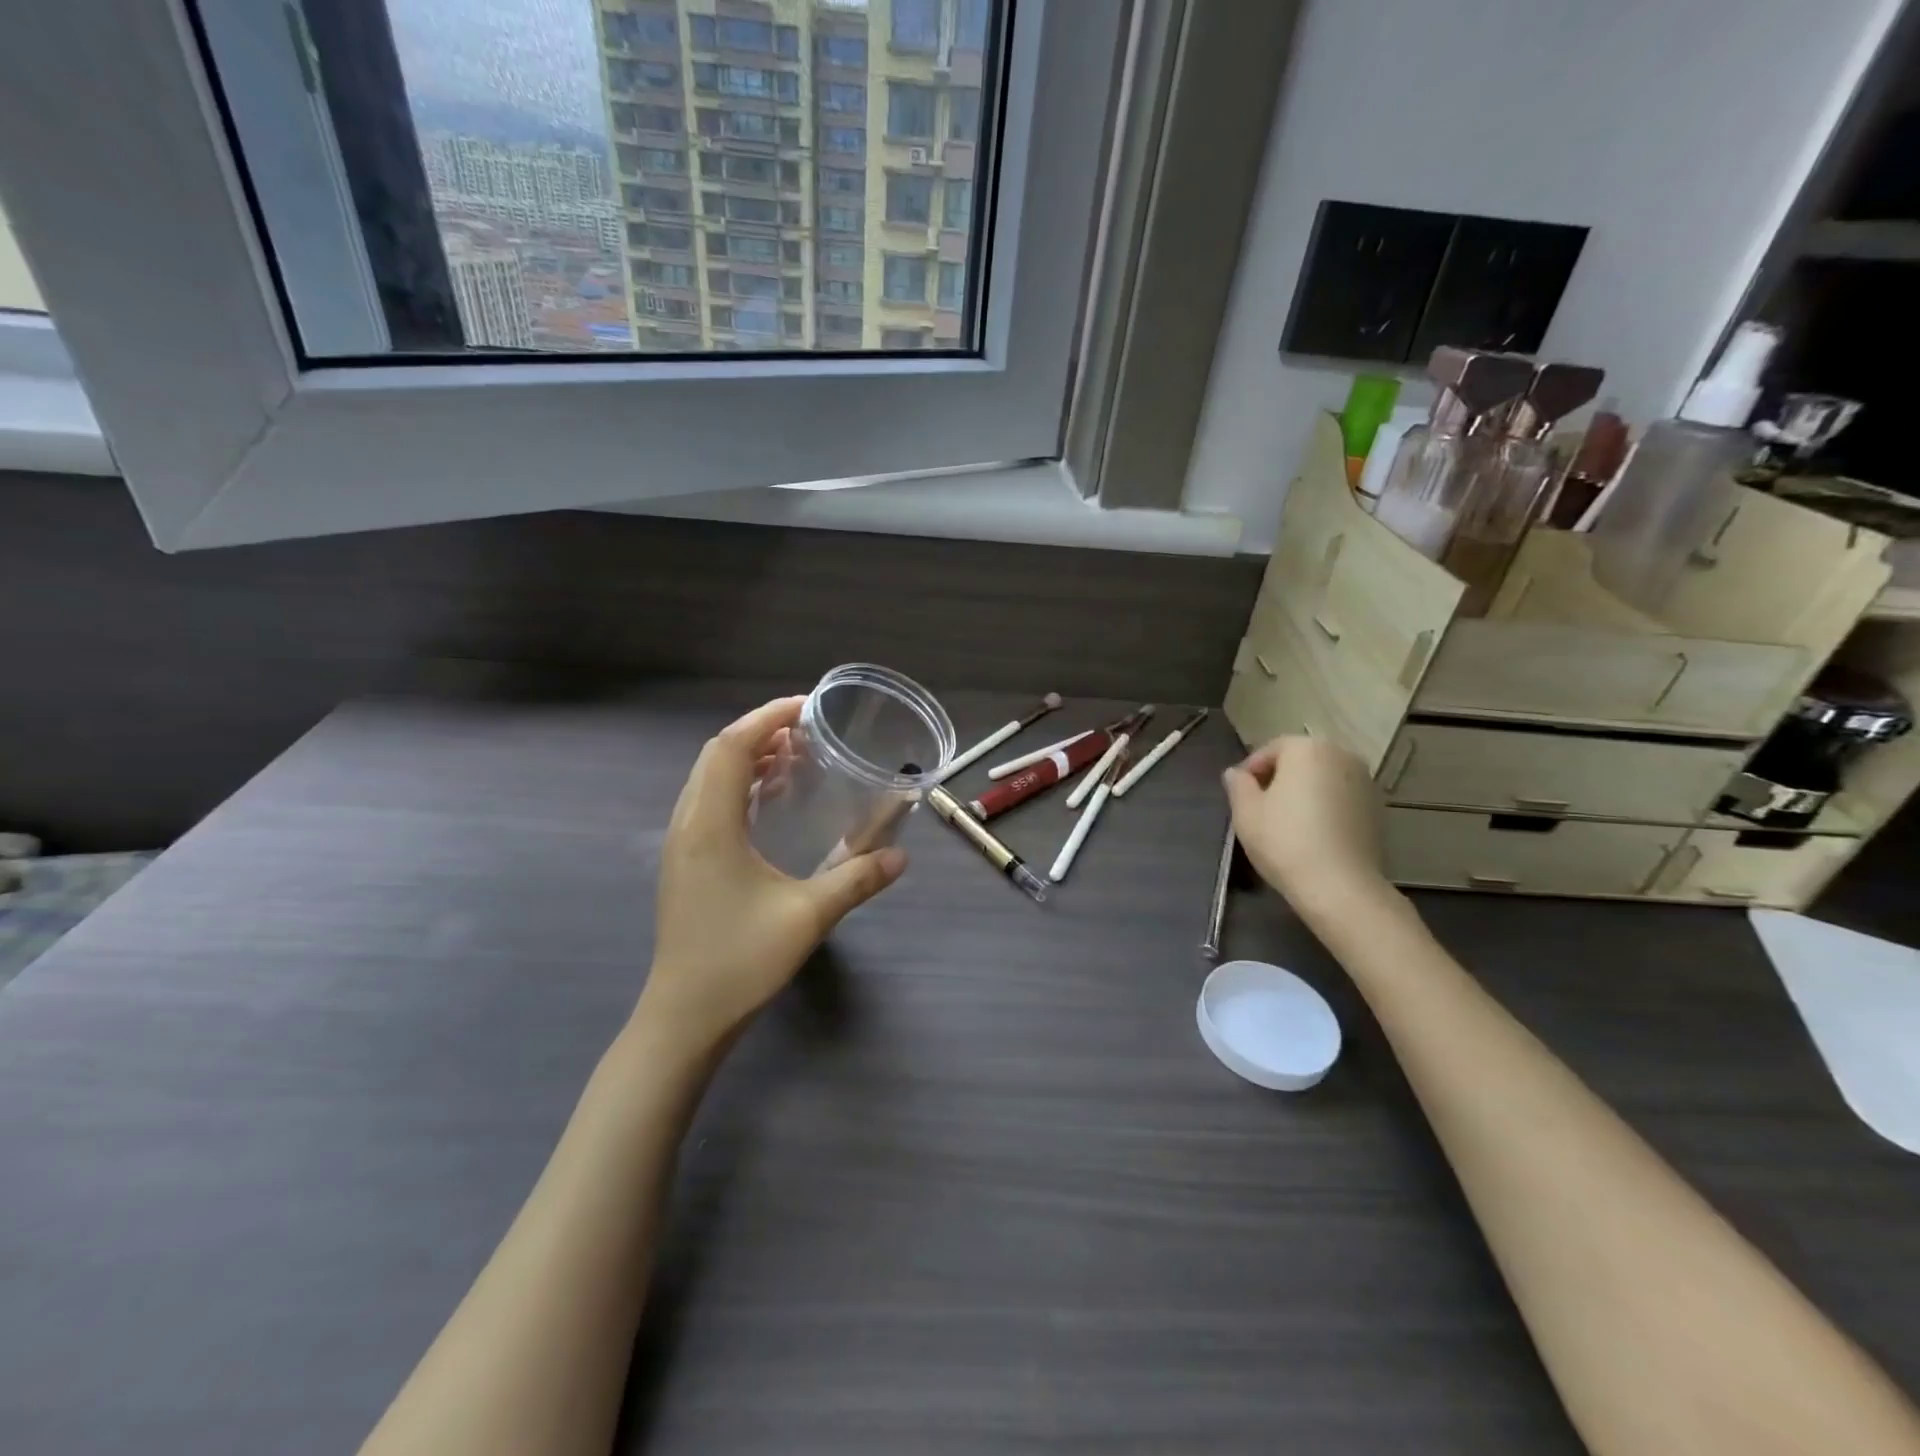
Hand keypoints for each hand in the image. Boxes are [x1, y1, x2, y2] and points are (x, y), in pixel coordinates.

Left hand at [639, 697, 906, 1051]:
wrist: (684, 1017)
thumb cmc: (740, 961)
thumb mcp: (807, 917)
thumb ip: (856, 880)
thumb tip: (901, 857)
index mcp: (711, 826)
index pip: (732, 748)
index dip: (768, 718)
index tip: (808, 708)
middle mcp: (688, 824)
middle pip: (717, 755)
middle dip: (761, 732)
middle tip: (808, 730)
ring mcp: (682, 844)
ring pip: (709, 778)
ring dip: (748, 757)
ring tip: (794, 756)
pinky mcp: (685, 863)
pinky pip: (709, 802)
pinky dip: (739, 785)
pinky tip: (769, 801)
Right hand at [1222, 736, 1386, 914]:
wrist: (1340, 886)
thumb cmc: (1284, 841)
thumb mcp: (1246, 812)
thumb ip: (1238, 785)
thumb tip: (1236, 773)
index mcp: (1307, 748)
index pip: (1272, 749)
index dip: (1251, 770)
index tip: (1240, 794)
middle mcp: (1341, 755)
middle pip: (1301, 760)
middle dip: (1279, 778)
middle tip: (1260, 807)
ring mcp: (1365, 781)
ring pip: (1323, 778)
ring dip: (1304, 792)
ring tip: (1287, 821)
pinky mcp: (1377, 808)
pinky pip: (1341, 797)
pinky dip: (1325, 806)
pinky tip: (1313, 833)